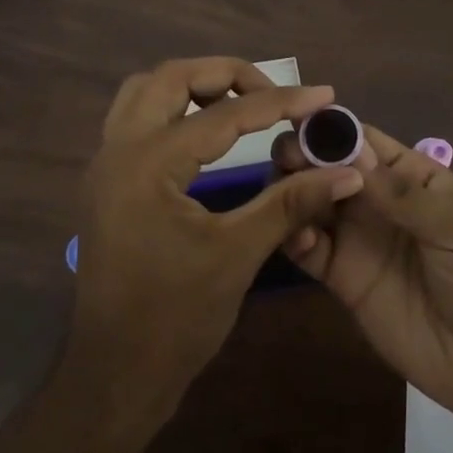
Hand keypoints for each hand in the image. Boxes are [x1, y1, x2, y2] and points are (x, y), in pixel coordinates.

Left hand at [61, 59, 364, 434]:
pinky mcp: (107, 182)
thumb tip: (347, 172)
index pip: (223, 115)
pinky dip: (174, 110)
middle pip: (171, 77)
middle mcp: (118, 149)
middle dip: (227, 75)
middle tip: (273, 94)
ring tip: (241, 104)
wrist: (114, 377)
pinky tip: (207, 134)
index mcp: (148, 163)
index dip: (280, 103)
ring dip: (194, 86)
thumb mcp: (238, 254)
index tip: (323, 96)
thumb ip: (291, 203)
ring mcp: (105, 164)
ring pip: (146, 92)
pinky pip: (137, 119)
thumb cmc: (175, 319)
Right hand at [275, 123, 452, 420]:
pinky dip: (292, 235)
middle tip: (283, 159)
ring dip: (292, 191)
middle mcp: (375, 200)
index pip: (361, 140)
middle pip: (327, 167)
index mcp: (408, 175)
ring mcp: (356, 238)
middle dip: (303, 156)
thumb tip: (350, 154)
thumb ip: (404, 196)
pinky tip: (288, 233)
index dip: (330, 129)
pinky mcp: (342, 278)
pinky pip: (309, 249)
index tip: (296, 121)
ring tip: (277, 192)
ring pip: (311, 202)